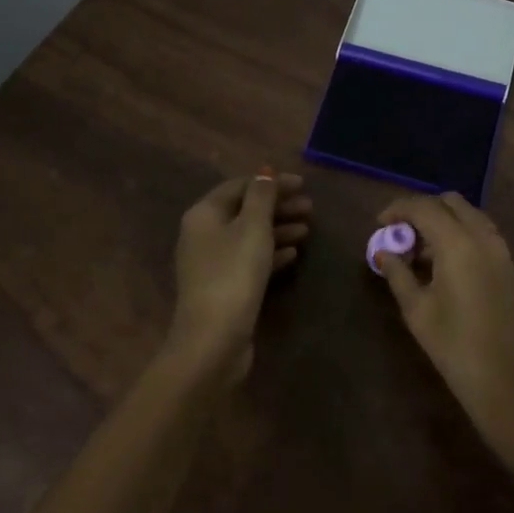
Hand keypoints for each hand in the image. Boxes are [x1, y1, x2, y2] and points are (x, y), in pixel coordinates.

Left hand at [169, 171, 309, 383]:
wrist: (213, 339)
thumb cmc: (234, 273)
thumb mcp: (252, 227)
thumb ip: (261, 197)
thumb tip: (264, 173)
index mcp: (204, 214)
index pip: (239, 186)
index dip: (271, 182)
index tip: (303, 184)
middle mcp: (203, 234)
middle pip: (244, 211)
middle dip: (278, 207)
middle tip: (310, 208)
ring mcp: (212, 263)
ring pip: (249, 236)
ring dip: (278, 229)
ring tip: (308, 229)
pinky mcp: (224, 287)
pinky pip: (250, 260)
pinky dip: (271, 252)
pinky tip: (293, 253)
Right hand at [374, 192, 513, 457]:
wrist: (511, 384)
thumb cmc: (457, 348)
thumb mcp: (418, 311)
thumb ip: (398, 274)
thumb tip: (383, 252)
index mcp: (458, 243)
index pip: (424, 207)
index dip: (398, 209)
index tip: (378, 224)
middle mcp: (484, 237)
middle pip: (450, 203)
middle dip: (423, 210)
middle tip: (400, 236)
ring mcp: (502, 251)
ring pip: (469, 217)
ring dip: (443, 223)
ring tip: (419, 254)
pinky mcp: (511, 268)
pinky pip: (482, 235)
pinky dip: (461, 236)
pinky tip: (444, 266)